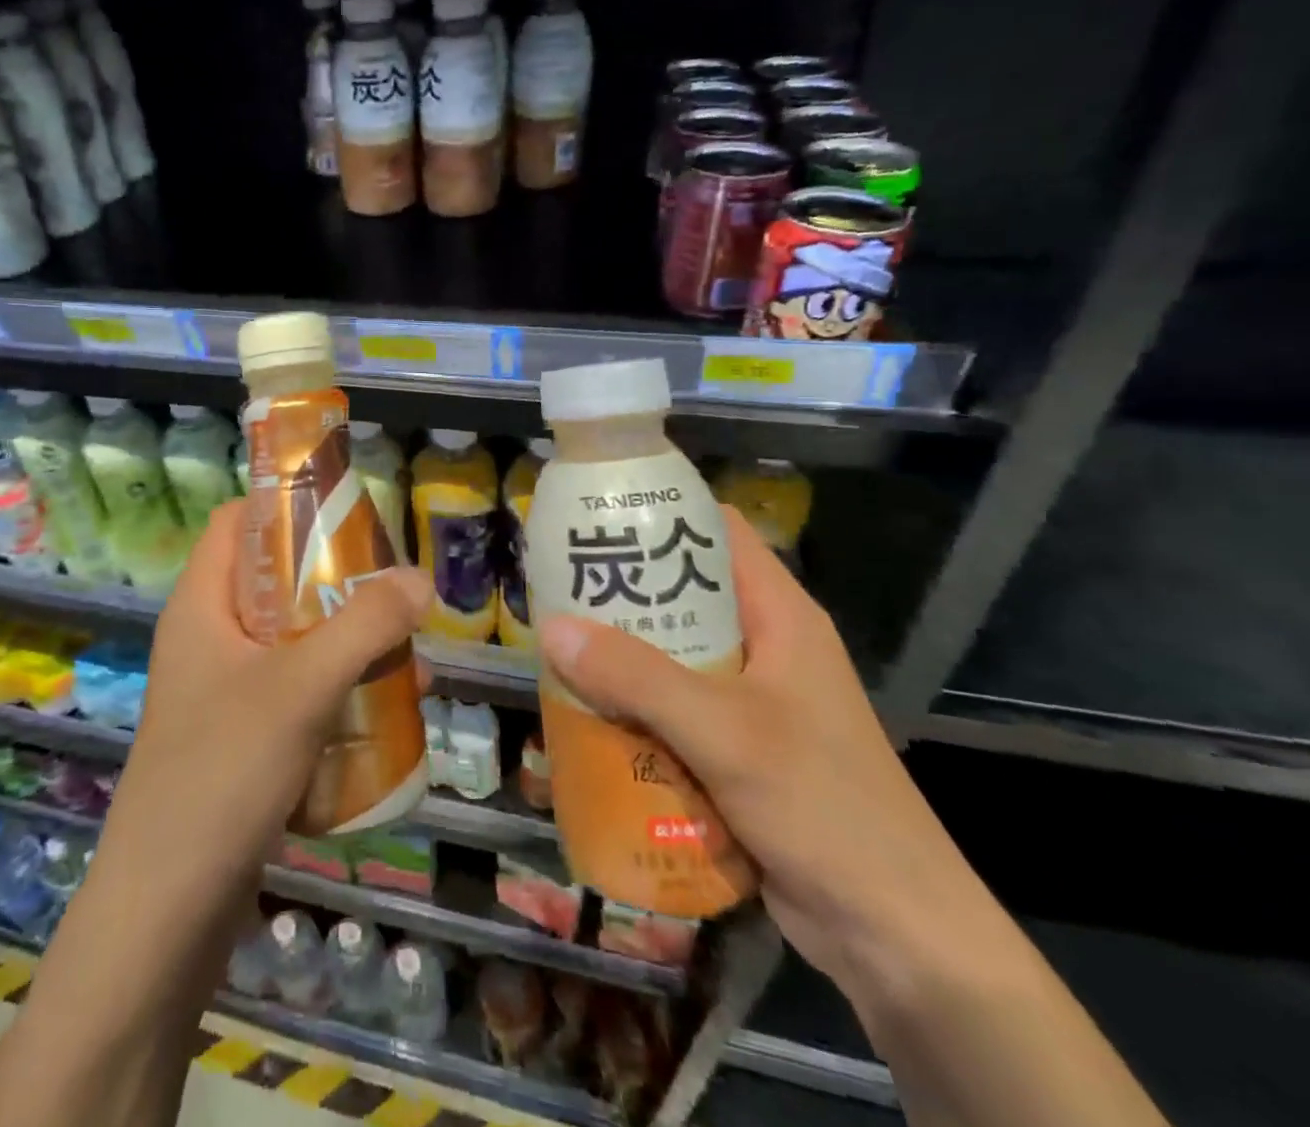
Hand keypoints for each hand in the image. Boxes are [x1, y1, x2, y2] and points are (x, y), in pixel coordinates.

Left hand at [98, 501, 434, 923]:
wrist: (166, 910)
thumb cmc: (223, 772)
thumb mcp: (301, 686)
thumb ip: (364, 626)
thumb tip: (420, 578)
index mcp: (200, 604)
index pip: (236, 522)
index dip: (286, 508)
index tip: (348, 517)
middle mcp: (206, 638)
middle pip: (272, 580)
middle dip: (335, 582)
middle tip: (392, 589)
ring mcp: (220, 691)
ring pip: (289, 640)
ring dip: (343, 641)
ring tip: (403, 652)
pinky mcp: (238, 739)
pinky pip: (292, 692)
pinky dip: (333, 689)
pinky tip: (381, 710)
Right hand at [537, 507, 998, 1011]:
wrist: (897, 938)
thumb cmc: (825, 809)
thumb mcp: (726, 733)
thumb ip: (638, 678)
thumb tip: (551, 628)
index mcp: (779, 616)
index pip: (717, 531)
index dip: (659, 512)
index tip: (593, 515)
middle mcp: (763, 646)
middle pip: (681, 593)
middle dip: (620, 591)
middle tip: (555, 586)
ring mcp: (749, 700)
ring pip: (670, 654)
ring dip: (617, 654)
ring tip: (555, 645)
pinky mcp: (734, 747)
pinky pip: (669, 707)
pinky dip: (630, 705)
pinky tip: (585, 712)